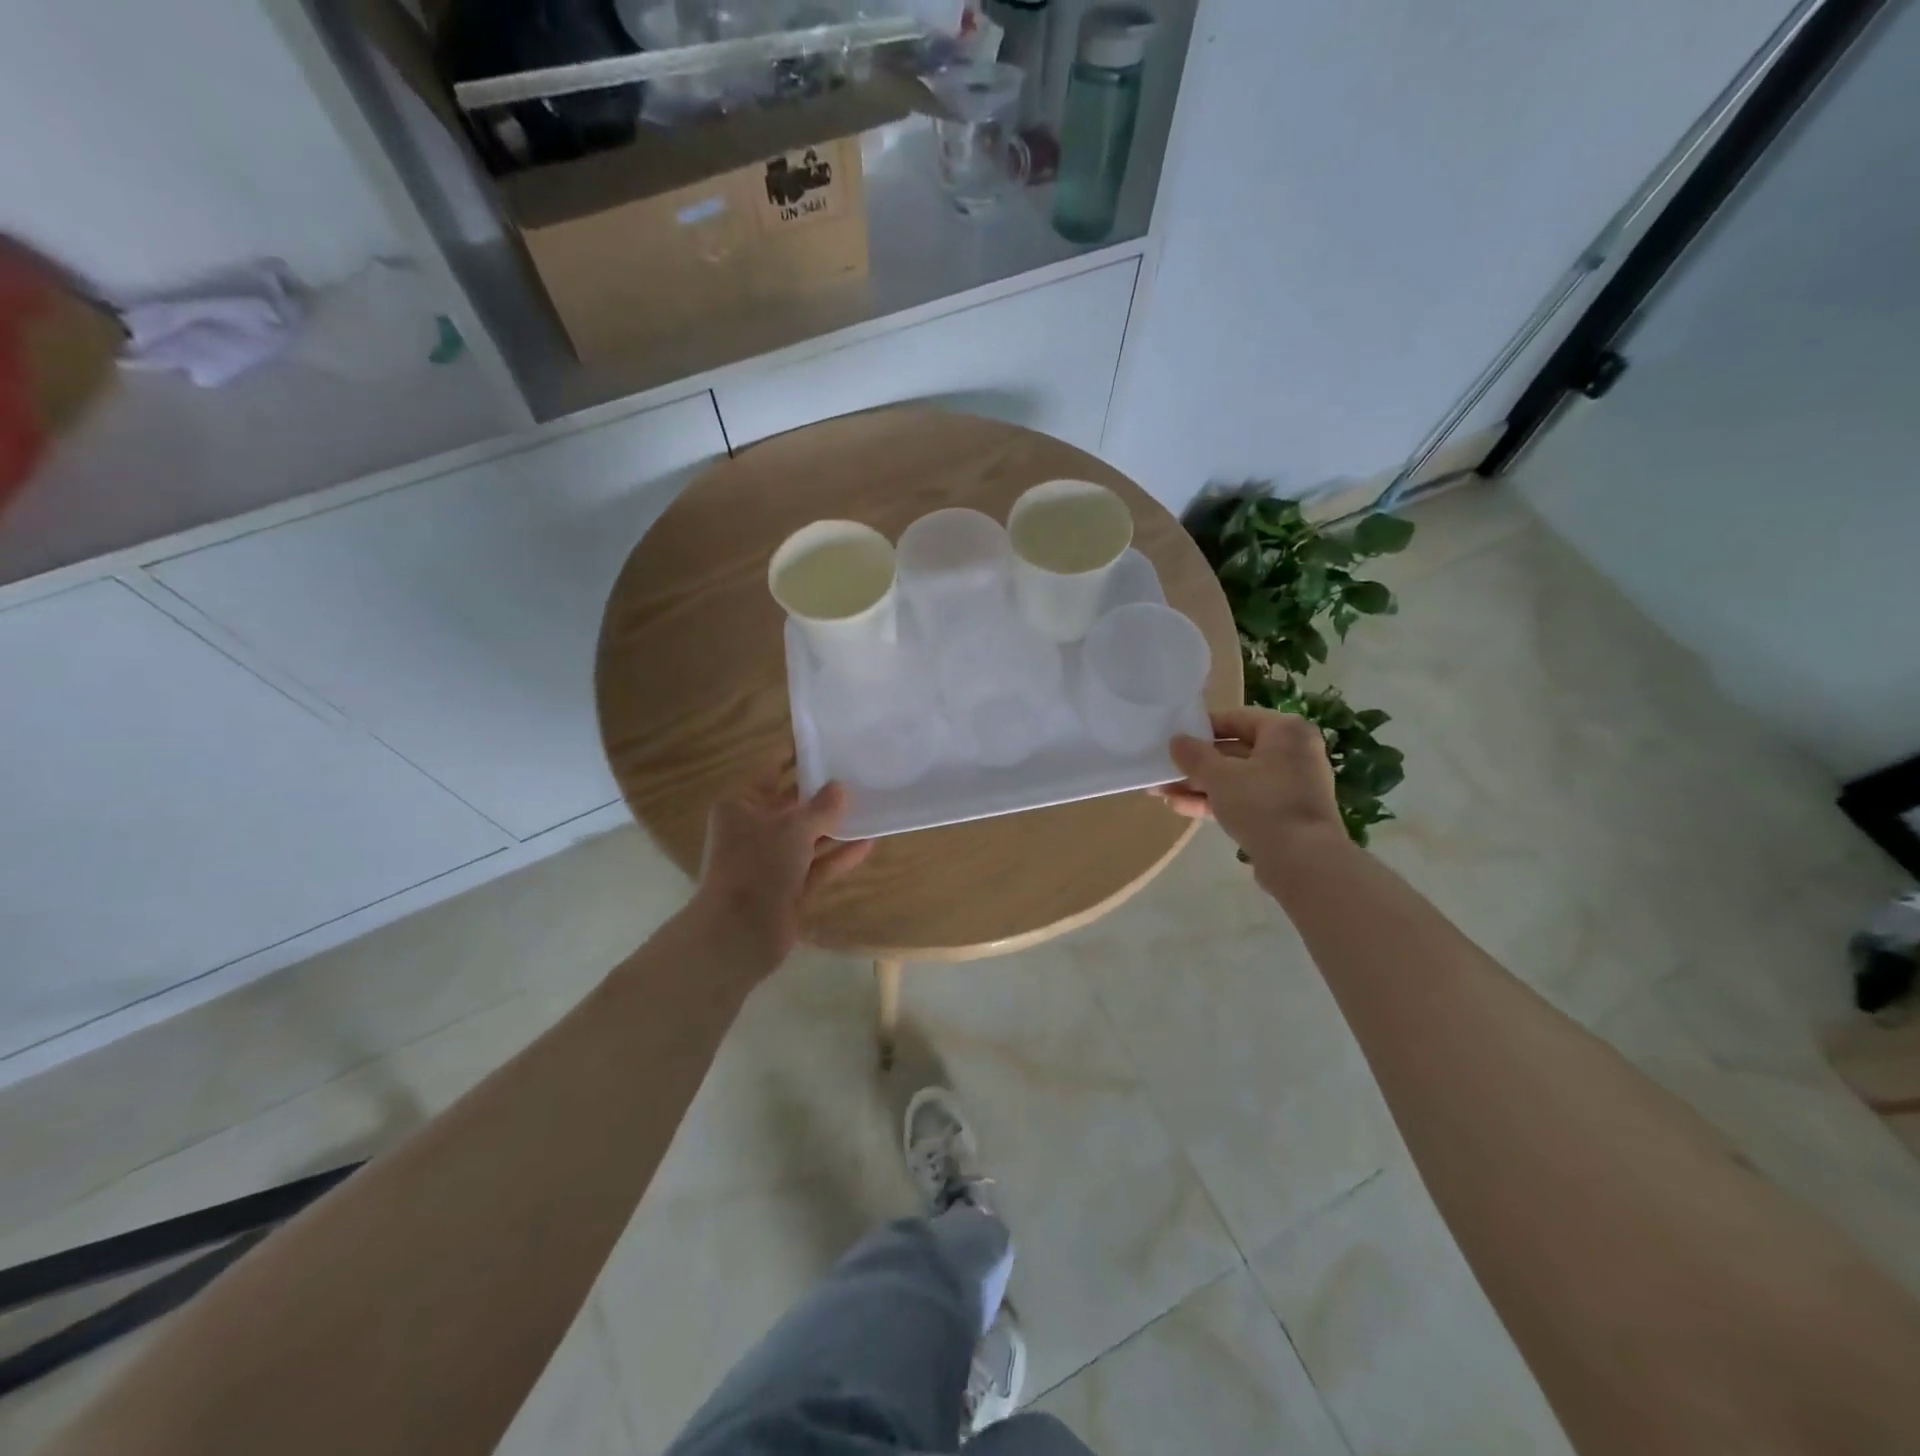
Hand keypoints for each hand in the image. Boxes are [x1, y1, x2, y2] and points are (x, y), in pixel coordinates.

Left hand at [691, 767, 873, 970]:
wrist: (740, 933)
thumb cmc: (758, 867)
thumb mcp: (794, 829)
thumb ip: (821, 807)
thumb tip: (840, 787)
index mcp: (742, 805)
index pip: (771, 770)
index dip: (796, 756)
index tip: (826, 742)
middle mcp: (754, 829)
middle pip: (792, 805)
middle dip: (822, 794)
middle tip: (857, 775)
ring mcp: (771, 861)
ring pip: (808, 837)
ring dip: (835, 826)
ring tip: (870, 808)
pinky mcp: (787, 887)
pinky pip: (817, 865)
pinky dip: (838, 856)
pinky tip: (868, 843)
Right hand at [1153, 708, 1343, 877]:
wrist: (1302, 861)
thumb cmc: (1262, 804)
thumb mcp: (1219, 776)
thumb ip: (1194, 755)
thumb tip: (1176, 741)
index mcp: (1285, 731)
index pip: (1235, 718)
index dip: (1201, 728)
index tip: (1173, 739)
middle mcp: (1293, 752)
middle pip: (1234, 751)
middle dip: (1195, 764)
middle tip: (1162, 770)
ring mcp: (1290, 785)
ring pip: (1236, 778)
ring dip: (1199, 785)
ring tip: (1161, 793)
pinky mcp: (1284, 814)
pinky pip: (1245, 799)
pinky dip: (1217, 801)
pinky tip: (1181, 807)